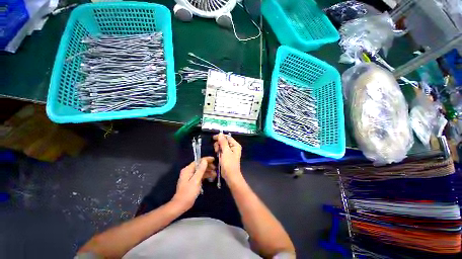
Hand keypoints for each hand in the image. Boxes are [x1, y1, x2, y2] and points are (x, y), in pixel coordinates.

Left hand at [171, 157, 215, 209]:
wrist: (181, 205)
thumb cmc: (188, 192)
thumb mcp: (196, 180)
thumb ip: (200, 170)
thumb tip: (204, 160)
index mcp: (188, 169)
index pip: (198, 161)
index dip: (206, 160)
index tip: (214, 159)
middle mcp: (188, 171)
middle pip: (200, 165)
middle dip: (208, 166)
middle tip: (216, 168)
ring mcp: (190, 176)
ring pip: (200, 171)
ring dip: (208, 171)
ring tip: (215, 174)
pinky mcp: (192, 181)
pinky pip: (200, 176)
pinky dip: (205, 176)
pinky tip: (211, 177)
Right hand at [213, 133, 242, 183]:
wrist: (230, 175)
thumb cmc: (229, 163)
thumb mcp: (226, 151)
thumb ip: (223, 142)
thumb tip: (220, 134)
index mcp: (235, 145)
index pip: (227, 137)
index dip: (221, 136)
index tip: (213, 138)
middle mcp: (233, 147)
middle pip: (224, 141)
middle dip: (219, 143)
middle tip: (216, 149)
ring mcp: (230, 151)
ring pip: (222, 146)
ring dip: (218, 148)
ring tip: (217, 152)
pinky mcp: (226, 155)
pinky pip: (221, 150)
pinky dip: (219, 151)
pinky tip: (217, 154)